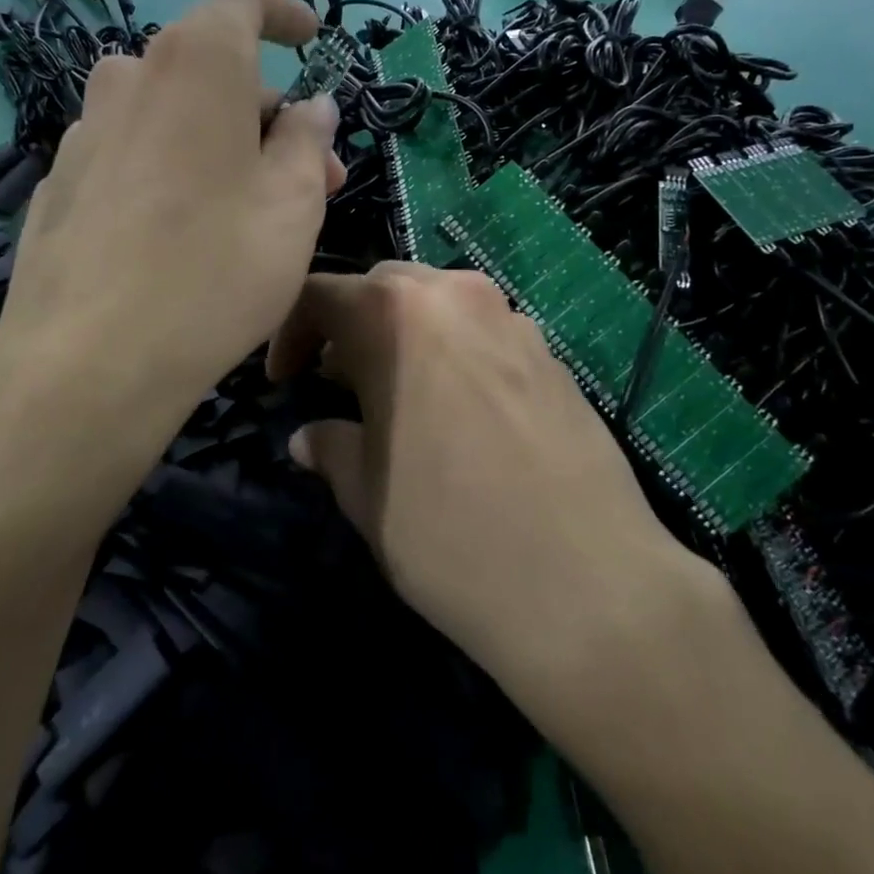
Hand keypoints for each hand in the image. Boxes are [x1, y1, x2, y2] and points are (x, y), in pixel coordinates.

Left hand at [0, 0, 341, 539]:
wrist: (87, 362)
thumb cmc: (215, 268)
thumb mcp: (293, 203)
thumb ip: (308, 140)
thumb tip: (310, 107)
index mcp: (194, 63)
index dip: (283, 11)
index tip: (312, 42)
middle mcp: (130, 78)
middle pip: (212, 69)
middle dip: (269, 112)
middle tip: (311, 176)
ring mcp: (86, 131)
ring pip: (173, 114)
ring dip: (222, 143)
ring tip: (254, 209)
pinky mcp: (60, 183)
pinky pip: (134, 153)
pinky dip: (173, 168)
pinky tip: (186, 234)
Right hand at [267, 263, 720, 714]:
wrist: (588, 585)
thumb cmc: (449, 534)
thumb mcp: (367, 493)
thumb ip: (331, 447)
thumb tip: (311, 437)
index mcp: (394, 315)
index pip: (319, 295)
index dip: (290, 333)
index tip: (285, 381)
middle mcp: (455, 296)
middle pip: (384, 288)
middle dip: (352, 328)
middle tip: (340, 384)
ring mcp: (512, 320)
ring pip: (440, 306)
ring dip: (406, 337)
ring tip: (402, 398)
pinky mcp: (553, 354)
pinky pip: (487, 334)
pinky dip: (457, 355)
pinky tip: (463, 416)